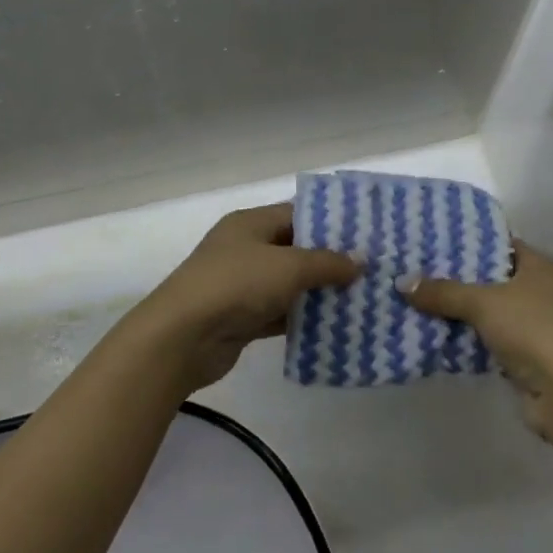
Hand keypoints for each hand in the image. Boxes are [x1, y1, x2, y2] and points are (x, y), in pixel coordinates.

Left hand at [129, 203, 357, 396]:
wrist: (181, 338)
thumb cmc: (236, 285)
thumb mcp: (288, 266)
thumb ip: (327, 262)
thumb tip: (361, 260)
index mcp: (251, 223)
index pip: (297, 214)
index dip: (331, 223)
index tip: (366, 234)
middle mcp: (246, 248)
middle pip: (295, 249)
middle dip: (331, 260)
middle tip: (371, 269)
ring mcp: (242, 285)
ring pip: (290, 284)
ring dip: (319, 292)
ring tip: (362, 297)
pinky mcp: (242, 318)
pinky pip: (280, 313)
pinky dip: (303, 318)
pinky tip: (335, 326)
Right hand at [406, 244, 552, 437]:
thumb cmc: (535, 330)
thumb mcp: (485, 303)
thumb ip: (445, 292)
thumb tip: (402, 282)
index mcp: (539, 267)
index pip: (500, 244)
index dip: (469, 241)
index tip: (433, 241)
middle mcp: (539, 292)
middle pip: (490, 279)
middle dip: (455, 279)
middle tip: (416, 271)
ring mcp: (533, 327)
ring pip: (487, 313)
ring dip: (458, 312)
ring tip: (415, 301)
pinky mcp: (525, 359)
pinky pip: (487, 341)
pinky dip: (466, 340)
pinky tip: (433, 336)